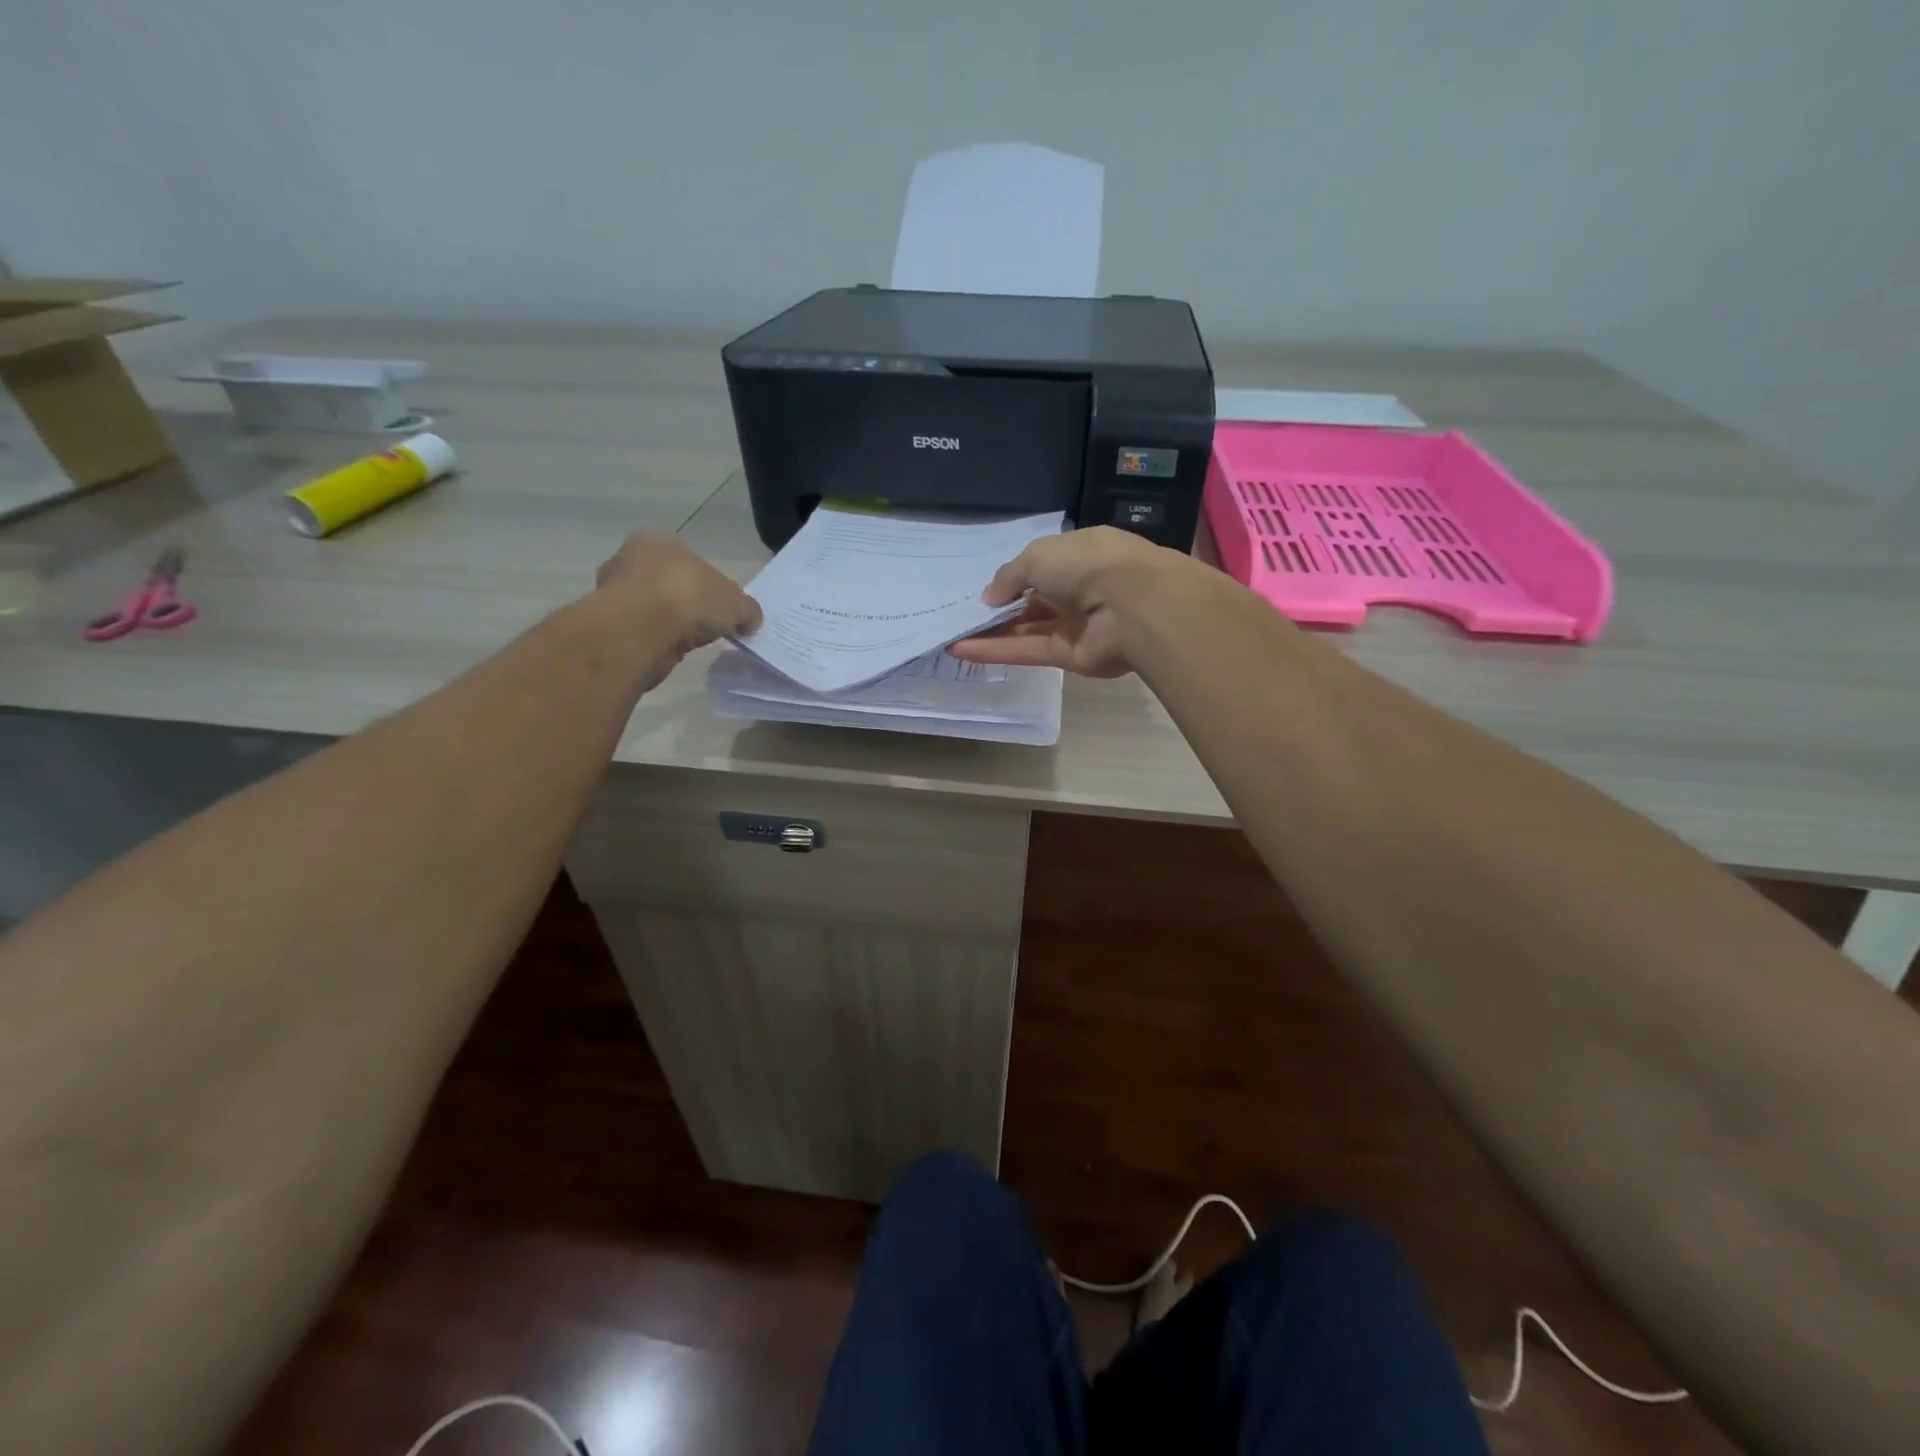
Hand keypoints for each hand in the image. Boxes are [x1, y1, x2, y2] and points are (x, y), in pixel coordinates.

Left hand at [595, 532, 761, 654]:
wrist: (641, 630)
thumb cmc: (690, 598)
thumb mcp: (736, 604)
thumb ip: (747, 610)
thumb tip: (749, 620)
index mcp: (660, 540)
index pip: (689, 559)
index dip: (708, 583)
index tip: (719, 607)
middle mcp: (630, 557)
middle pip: (666, 580)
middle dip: (683, 600)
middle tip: (704, 624)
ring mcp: (612, 589)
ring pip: (650, 604)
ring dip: (666, 620)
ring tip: (686, 640)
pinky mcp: (606, 621)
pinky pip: (638, 628)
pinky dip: (653, 637)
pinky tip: (667, 649)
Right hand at [948, 527, 1186, 677]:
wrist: (1133, 605)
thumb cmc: (1087, 564)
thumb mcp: (1036, 556)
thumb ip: (1008, 577)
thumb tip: (988, 599)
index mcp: (1077, 556)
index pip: (1040, 569)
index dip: (1011, 581)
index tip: (982, 592)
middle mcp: (1078, 590)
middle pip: (1031, 603)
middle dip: (998, 611)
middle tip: (960, 617)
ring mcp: (1074, 626)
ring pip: (1026, 630)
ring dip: (990, 633)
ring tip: (951, 635)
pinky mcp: (1069, 656)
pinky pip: (1027, 652)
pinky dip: (996, 650)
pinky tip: (962, 649)